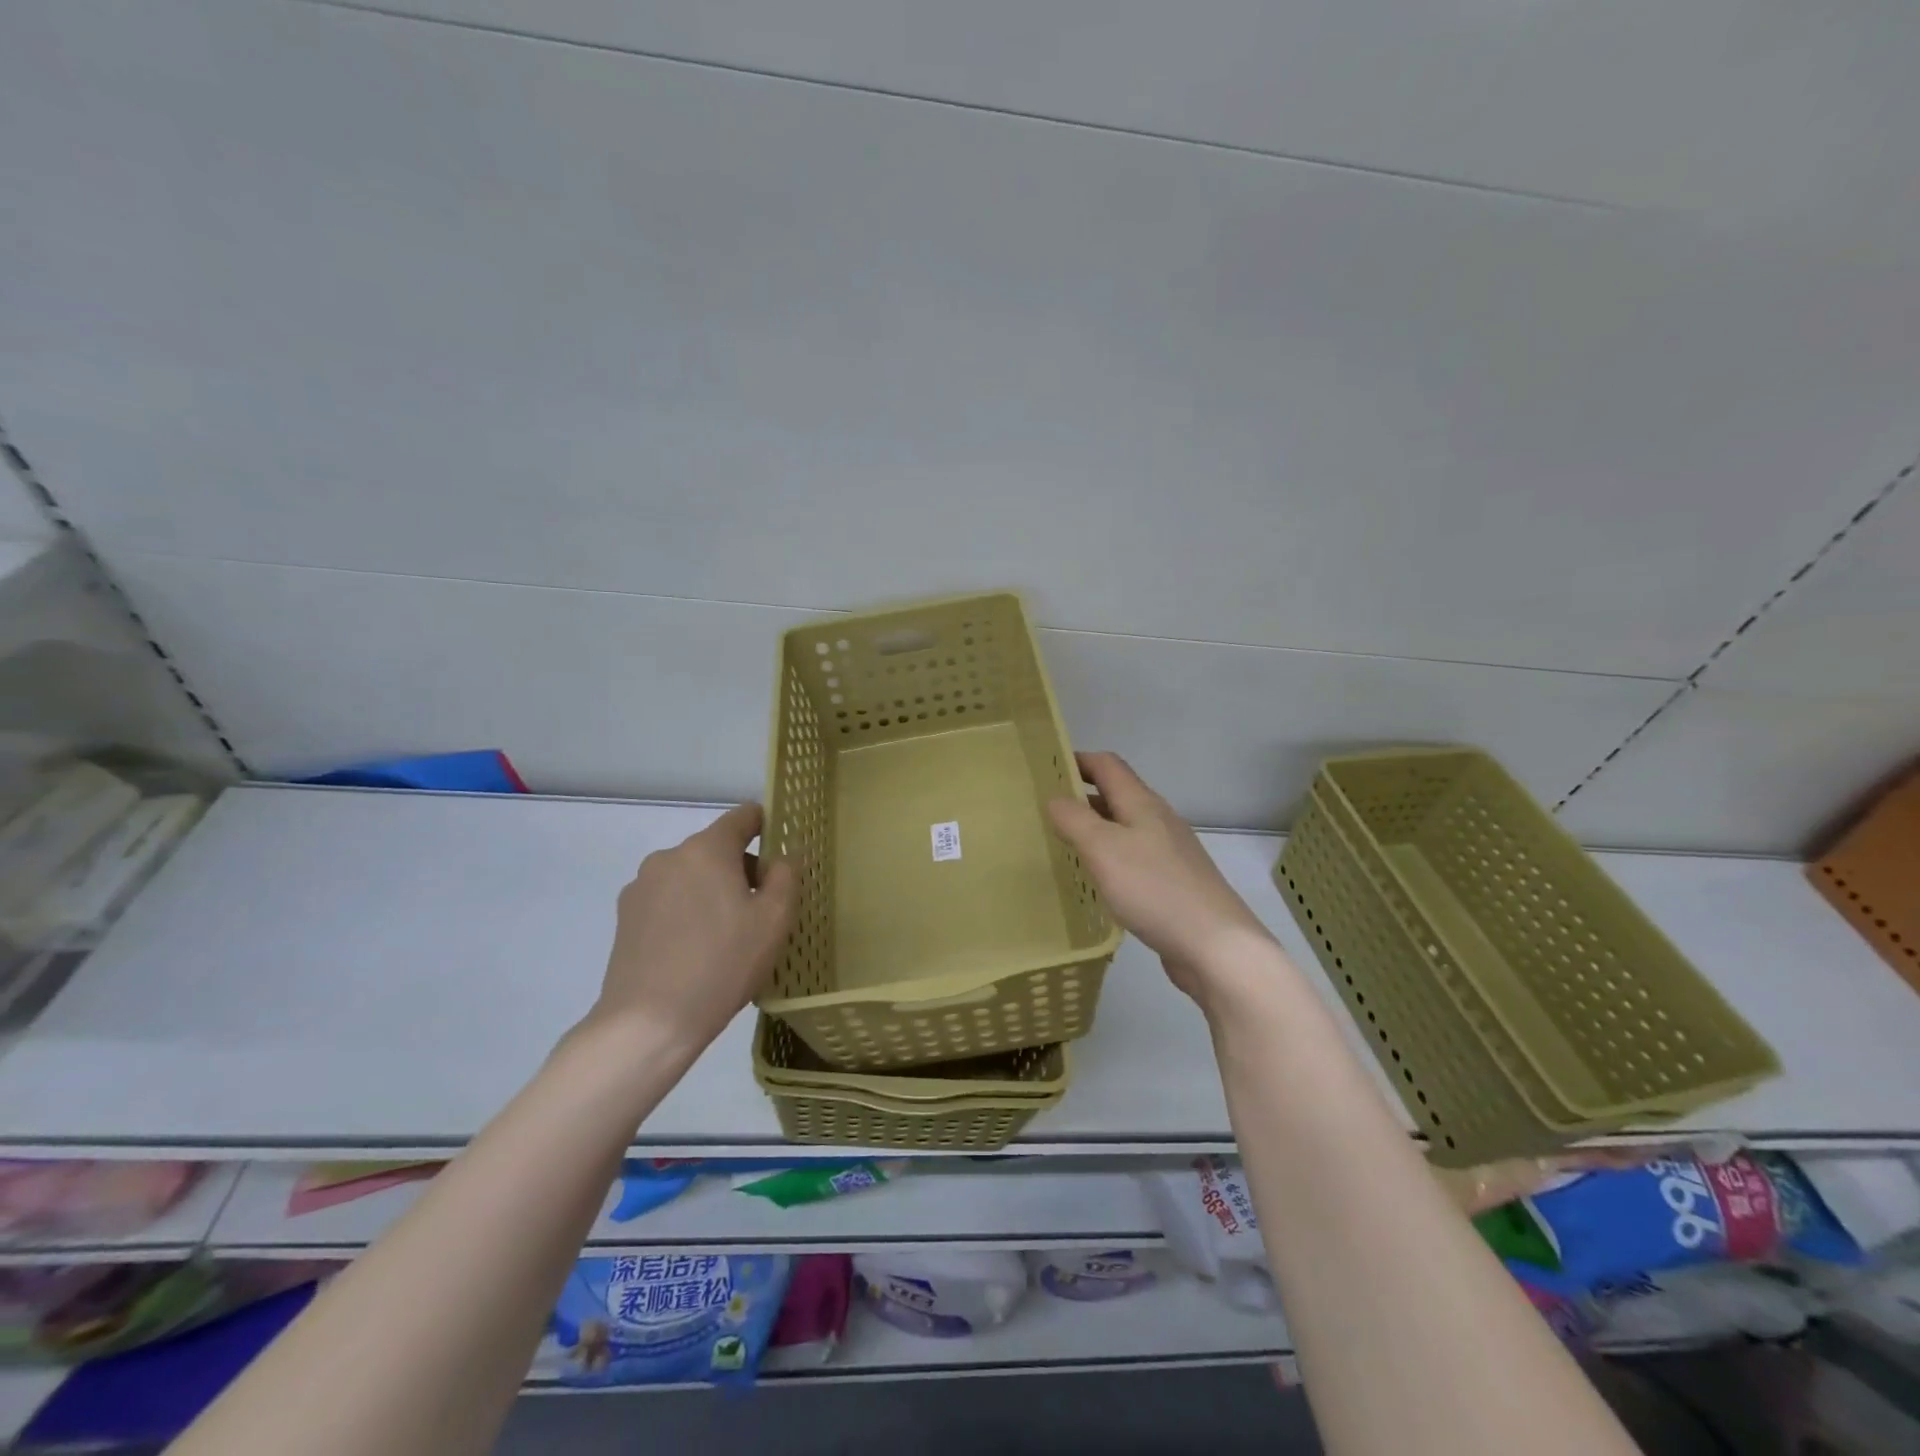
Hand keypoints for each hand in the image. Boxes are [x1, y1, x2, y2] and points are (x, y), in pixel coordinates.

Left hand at [589, 803, 798, 1053]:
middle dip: (741, 870)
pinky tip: (695, 952)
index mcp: (707, 849)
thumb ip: (785, 876)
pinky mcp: (625, 918)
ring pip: (691, 876)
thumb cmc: (722, 964)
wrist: (648, 1023)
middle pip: (716, 849)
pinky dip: (686, 913)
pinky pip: (668, 901)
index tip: (781, 851)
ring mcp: (641, 887)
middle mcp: (669, 857)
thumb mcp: (774, 920)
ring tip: (726, 939)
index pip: (743, 816)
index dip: (766, 825)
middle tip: (761, 912)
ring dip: (712, 893)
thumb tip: (781, 858)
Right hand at [1047, 752, 1276, 1011]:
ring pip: (1125, 828)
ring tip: (1062, 843)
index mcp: (1142, 803)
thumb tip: (1055, 798)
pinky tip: (1096, 880)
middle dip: (1082, 796)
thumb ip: (1075, 819)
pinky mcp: (1173, 882)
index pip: (1107, 765)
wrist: (1216, 945)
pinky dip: (1110, 858)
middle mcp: (1158, 820)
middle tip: (1044, 810)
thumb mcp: (1104, 849)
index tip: (1045, 768)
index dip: (1078, 760)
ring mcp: (1169, 852)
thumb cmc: (1154, 889)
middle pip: (1117, 794)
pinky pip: (1134, 857)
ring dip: (1095, 828)